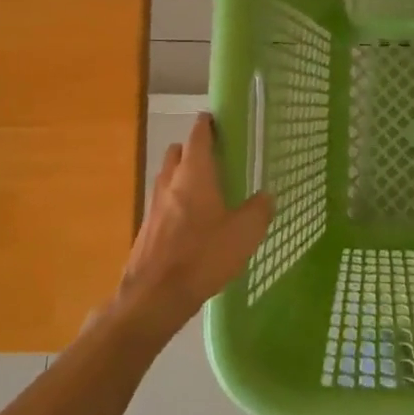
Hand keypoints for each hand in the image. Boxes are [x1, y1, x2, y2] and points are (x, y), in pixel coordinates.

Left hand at [115, 113, 272, 341]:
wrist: (154, 296)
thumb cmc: (203, 256)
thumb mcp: (244, 233)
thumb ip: (258, 210)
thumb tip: (266, 195)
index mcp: (194, 174)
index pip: (198, 135)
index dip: (206, 124)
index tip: (215, 118)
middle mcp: (170, 183)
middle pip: (177, 153)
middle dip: (192, 149)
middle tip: (215, 157)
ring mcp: (154, 206)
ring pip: (167, 178)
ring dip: (182, 176)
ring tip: (206, 190)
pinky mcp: (147, 229)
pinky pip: (163, 204)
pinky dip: (176, 202)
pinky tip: (192, 223)